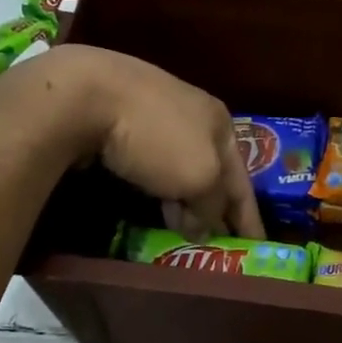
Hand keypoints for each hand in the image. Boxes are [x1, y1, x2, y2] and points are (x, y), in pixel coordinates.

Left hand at [36, 46, 263, 240]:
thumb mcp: (200, 177)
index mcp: (220, 122)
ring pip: (180, 168)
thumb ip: (211, 206)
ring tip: (184, 232)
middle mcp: (193, 115)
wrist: (86, 96)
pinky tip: (153, 203)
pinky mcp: (121, 123)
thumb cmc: (156, 136)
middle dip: (216, 209)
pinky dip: (159, 188)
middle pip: (212, 172)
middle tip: (218, 244)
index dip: (249, 216)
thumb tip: (204, 228)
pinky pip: (152, 165)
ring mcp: (155, 116)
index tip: (256, 246)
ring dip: (185, 202)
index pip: (243, 180)